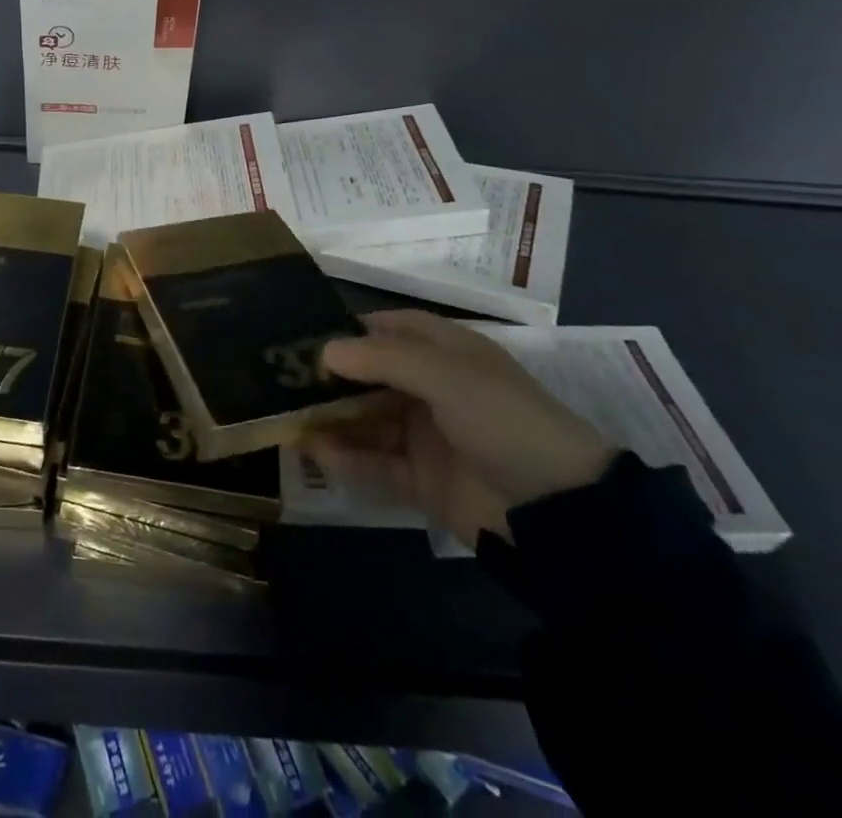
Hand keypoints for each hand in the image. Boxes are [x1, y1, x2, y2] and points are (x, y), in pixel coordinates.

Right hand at [309, 310, 613, 546]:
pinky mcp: (422, 479)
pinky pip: (375, 463)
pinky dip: (346, 458)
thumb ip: (382, 360)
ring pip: (368, 420)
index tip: (306, 334)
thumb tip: (325, 351)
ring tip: (287, 416)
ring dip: (332, 418)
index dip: (352, 329)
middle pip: (371, 375)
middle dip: (331, 377)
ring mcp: (426, 436)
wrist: (559, 513)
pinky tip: (315, 452)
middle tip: (282, 378)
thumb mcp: (447, 376)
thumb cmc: (504, 420)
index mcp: (447, 353)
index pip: (391, 329)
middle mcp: (432, 389)